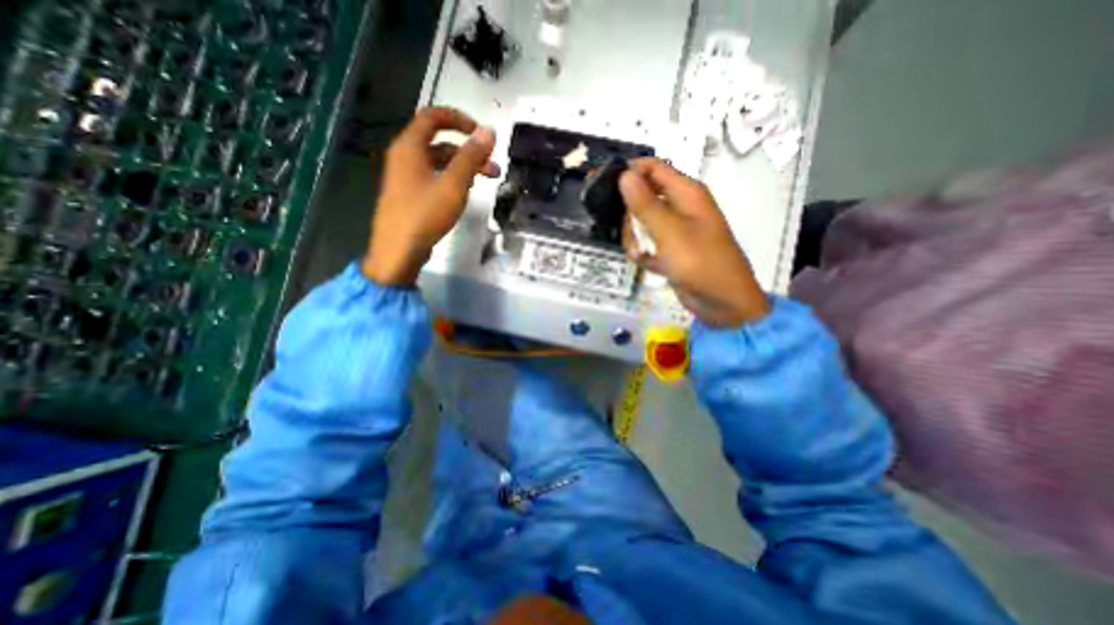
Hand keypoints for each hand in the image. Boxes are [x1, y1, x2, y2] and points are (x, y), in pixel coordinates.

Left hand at [363, 106, 497, 284]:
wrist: (398, 251)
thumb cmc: (425, 214)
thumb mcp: (453, 185)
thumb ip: (470, 157)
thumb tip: (488, 131)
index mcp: (410, 147)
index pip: (433, 116)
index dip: (459, 119)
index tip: (483, 134)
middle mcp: (404, 156)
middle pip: (440, 142)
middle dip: (470, 151)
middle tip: (494, 167)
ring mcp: (406, 177)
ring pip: (439, 162)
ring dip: (464, 167)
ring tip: (487, 181)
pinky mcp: (410, 194)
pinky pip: (434, 177)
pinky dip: (452, 179)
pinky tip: (465, 192)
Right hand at [617, 157, 767, 325]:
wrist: (723, 303)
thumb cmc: (699, 263)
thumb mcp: (669, 231)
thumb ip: (645, 204)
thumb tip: (624, 175)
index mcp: (686, 193)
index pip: (652, 168)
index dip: (629, 173)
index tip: (605, 188)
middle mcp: (681, 207)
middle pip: (643, 197)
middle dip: (630, 215)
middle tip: (629, 233)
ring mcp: (676, 230)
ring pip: (643, 223)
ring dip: (635, 238)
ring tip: (638, 253)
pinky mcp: (671, 250)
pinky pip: (649, 243)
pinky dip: (644, 253)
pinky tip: (645, 263)